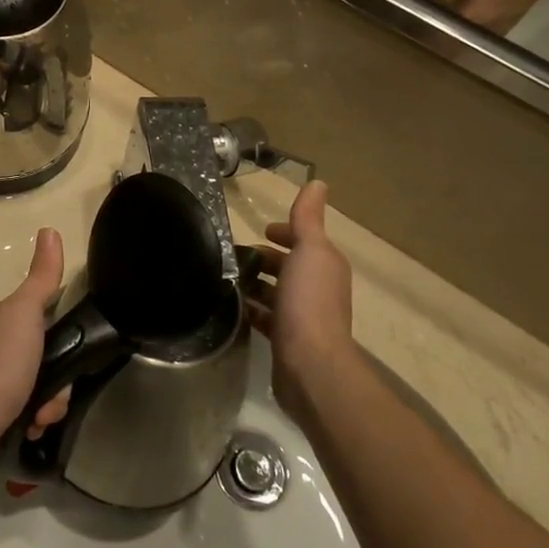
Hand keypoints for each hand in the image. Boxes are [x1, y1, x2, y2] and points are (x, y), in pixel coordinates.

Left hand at [0, 228, 70, 455]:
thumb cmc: (2, 360)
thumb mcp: (26, 311)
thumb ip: (42, 277)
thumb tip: (49, 230)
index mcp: (6, 318)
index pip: (49, 318)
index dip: (67, 334)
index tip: (75, 351)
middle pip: (49, 357)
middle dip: (59, 380)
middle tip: (56, 395)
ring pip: (42, 386)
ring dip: (49, 405)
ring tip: (41, 418)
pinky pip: (28, 411)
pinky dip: (34, 420)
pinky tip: (32, 428)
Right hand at [252, 182, 354, 414]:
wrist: (311, 365)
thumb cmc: (309, 301)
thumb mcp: (310, 250)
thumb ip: (309, 218)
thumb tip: (318, 182)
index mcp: (325, 264)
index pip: (303, 240)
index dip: (283, 232)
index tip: (259, 231)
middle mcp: (318, 288)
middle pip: (287, 266)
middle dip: (263, 258)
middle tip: (230, 254)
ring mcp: (302, 316)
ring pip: (275, 292)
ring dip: (254, 284)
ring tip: (223, 278)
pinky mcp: (286, 340)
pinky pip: (266, 318)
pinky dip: (251, 310)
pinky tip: (230, 308)